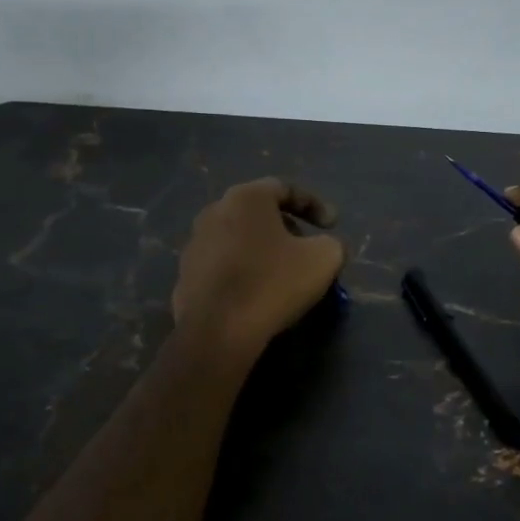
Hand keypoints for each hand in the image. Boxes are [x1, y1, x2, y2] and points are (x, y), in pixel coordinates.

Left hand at [172, 178, 345, 358]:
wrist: (218, 331)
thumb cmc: (273, 283)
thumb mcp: (324, 259)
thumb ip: (332, 243)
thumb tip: (326, 246)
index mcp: (246, 198)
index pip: (285, 188)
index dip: (314, 205)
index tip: (333, 226)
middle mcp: (214, 211)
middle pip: (259, 213)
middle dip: (287, 228)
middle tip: (308, 249)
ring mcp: (195, 244)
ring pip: (239, 239)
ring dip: (264, 250)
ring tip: (284, 274)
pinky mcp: (186, 275)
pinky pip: (224, 265)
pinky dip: (244, 271)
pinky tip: (258, 294)